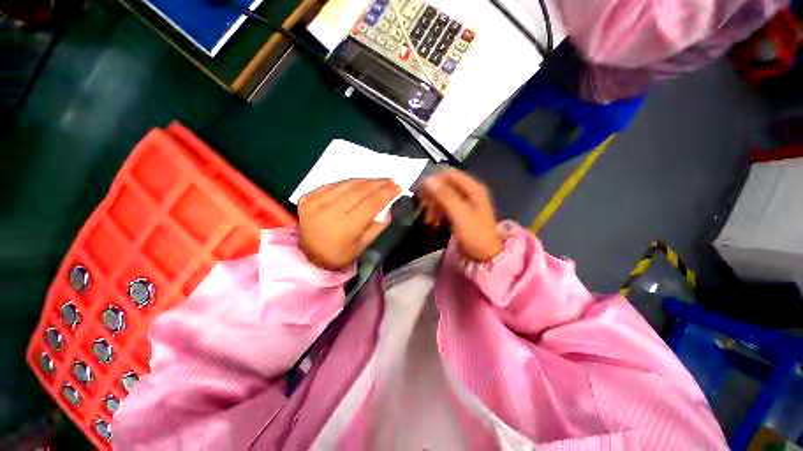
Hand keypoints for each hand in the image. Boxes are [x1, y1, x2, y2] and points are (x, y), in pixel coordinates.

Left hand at [298, 179, 400, 269]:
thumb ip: (378, 225)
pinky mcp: (308, 196)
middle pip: (360, 190)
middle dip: (379, 183)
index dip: (386, 193)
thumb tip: (389, 206)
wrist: (306, 255)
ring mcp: (316, 201)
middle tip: (391, 181)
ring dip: (366, 180)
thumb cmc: (338, 254)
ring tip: (378, 181)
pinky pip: (334, 184)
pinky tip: (359, 184)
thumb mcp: (362, 246)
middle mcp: (329, 211)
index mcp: (345, 228)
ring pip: (347, 183)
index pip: (371, 204)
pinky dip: (350, 183)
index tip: (398, 187)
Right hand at [419, 169, 502, 261]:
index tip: (421, 190)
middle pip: (445, 185)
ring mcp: (464, 202)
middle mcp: (468, 192)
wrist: (485, 256)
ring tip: (428, 219)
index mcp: (473, 188)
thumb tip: (427, 179)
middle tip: (423, 206)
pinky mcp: (459, 212)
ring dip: (433, 205)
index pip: (449, 174)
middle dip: (432, 195)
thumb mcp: (459, 214)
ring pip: (442, 196)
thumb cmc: (474, 234)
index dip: (434, 179)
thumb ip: (444, 195)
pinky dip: (437, 212)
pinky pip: (444, 206)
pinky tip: (433, 222)